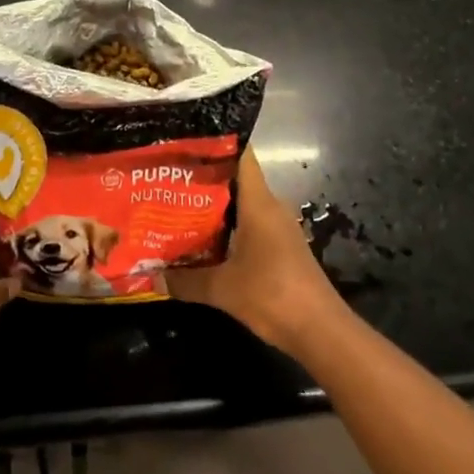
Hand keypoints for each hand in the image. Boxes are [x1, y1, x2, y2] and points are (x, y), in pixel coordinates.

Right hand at [168, 148, 345, 357]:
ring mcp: (278, 228)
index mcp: (259, 203)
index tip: (185, 141)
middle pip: (236, 180)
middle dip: (204, 178)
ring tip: (177, 207)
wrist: (320, 331)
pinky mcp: (281, 248)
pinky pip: (250, 226)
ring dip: (214, 207)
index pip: (241, 155)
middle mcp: (270, 207)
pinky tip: (204, 241)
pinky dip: (227, 228)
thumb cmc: (272, 295)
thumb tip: (153, 278)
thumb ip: (186, 281)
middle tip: (168, 178)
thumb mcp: (222, 290)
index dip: (215, 143)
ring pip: (243, 205)